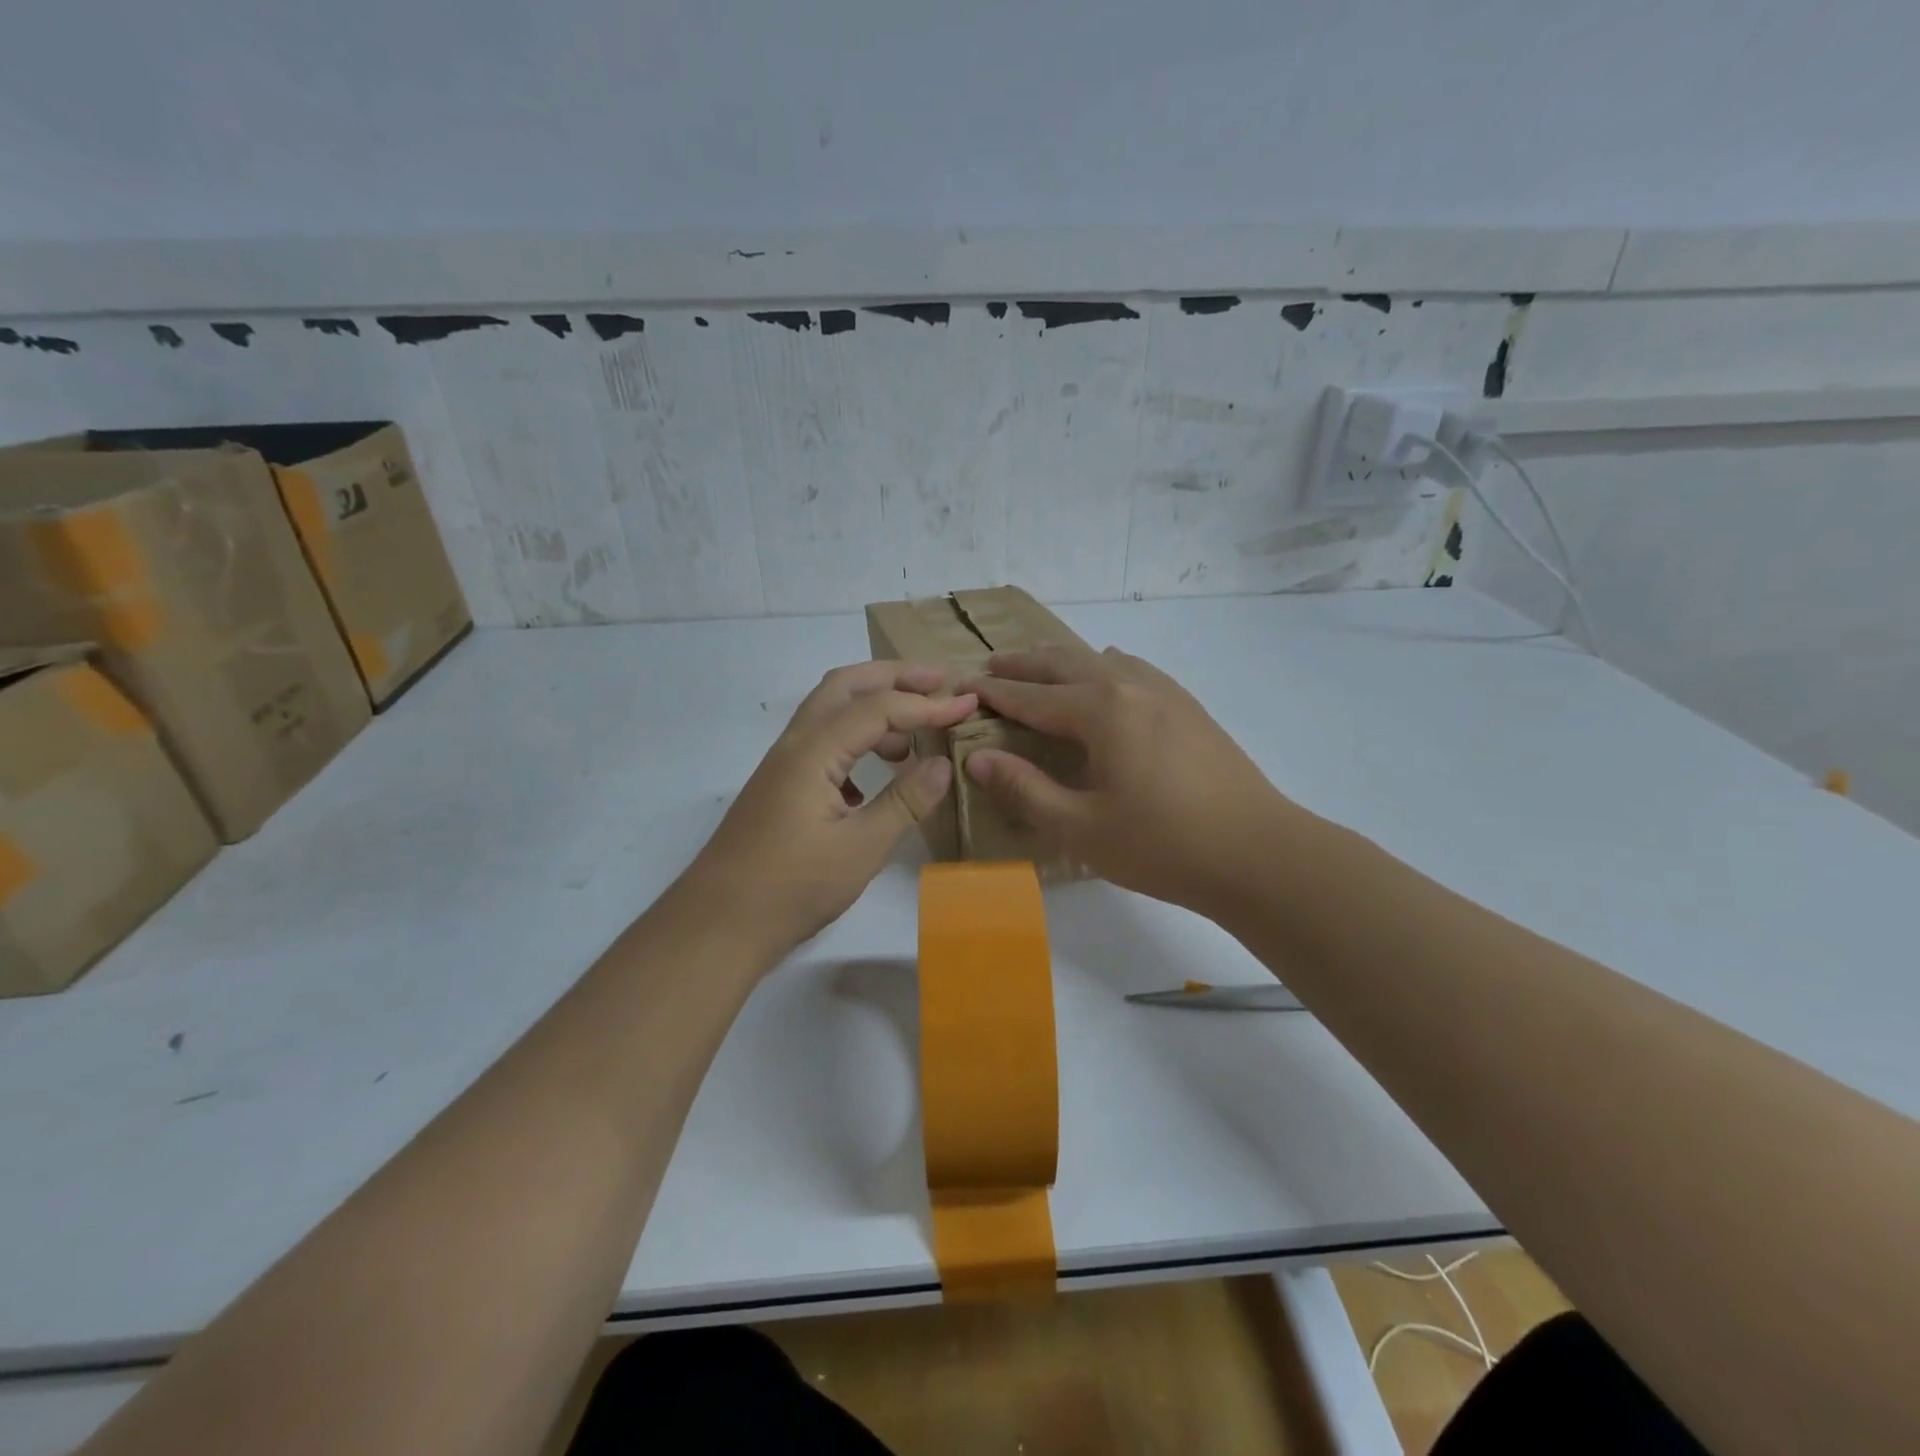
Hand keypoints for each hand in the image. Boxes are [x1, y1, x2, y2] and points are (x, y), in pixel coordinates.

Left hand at [678, 661, 976, 958]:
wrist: (717, 925)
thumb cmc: (791, 888)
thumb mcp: (861, 849)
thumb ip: (904, 802)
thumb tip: (943, 763)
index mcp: (813, 752)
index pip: (879, 708)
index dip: (927, 703)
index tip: (969, 705)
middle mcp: (794, 745)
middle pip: (846, 686)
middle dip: (894, 677)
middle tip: (939, 681)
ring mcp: (783, 765)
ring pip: (830, 711)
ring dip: (873, 708)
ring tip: (914, 736)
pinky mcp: (780, 787)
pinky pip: (823, 743)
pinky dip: (855, 740)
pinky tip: (875, 777)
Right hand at [963, 646, 1292, 916]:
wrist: (1258, 852)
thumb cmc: (1162, 845)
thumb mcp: (1081, 828)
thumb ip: (1026, 789)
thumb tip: (979, 758)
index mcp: (1101, 711)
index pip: (1032, 696)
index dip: (994, 693)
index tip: (962, 687)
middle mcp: (1130, 686)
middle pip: (1065, 663)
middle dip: (1024, 664)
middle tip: (991, 666)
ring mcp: (1166, 692)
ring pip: (1101, 659)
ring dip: (1064, 662)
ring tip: (1041, 672)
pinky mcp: (1189, 707)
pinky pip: (1133, 670)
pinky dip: (1103, 668)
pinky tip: (1106, 685)